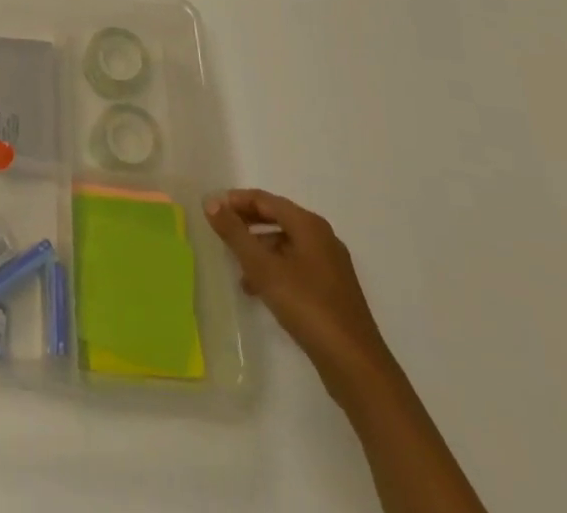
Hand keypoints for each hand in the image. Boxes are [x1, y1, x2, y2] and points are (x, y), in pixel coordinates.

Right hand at [204, 188, 394, 394]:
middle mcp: (322, 238)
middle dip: (247, 224)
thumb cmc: (307, 307)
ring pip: (286, 244)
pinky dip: (274, 269)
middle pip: (277, 218)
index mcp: (309, 225)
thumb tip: (210, 202)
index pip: (265, 200)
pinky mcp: (333, 290)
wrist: (356, 366)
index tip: (211, 209)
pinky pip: (296, 265)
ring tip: (236, 267)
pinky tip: (259, 290)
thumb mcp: (263, 268)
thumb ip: (234, 233)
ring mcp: (330, 265)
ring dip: (258, 249)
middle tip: (220, 232)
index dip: (236, 200)